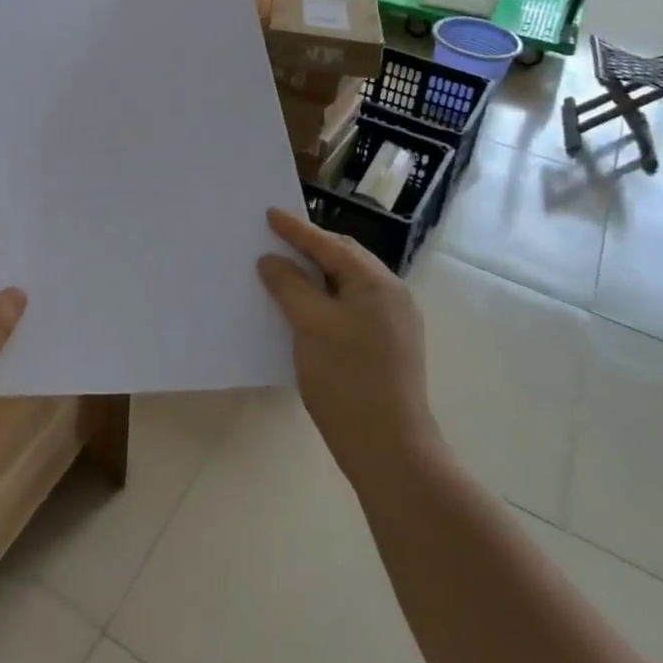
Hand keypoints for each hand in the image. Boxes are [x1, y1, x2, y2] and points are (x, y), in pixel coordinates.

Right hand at [257, 209, 440, 488]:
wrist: (389, 449)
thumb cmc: (348, 379)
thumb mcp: (311, 325)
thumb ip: (289, 285)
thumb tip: (271, 260)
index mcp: (378, 284)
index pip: (331, 245)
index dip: (297, 229)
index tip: (269, 213)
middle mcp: (392, 296)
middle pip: (344, 260)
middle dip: (309, 248)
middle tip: (275, 238)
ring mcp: (393, 323)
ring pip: (347, 285)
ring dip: (316, 275)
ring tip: (284, 269)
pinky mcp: (386, 347)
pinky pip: (350, 307)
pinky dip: (325, 299)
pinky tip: (304, 308)